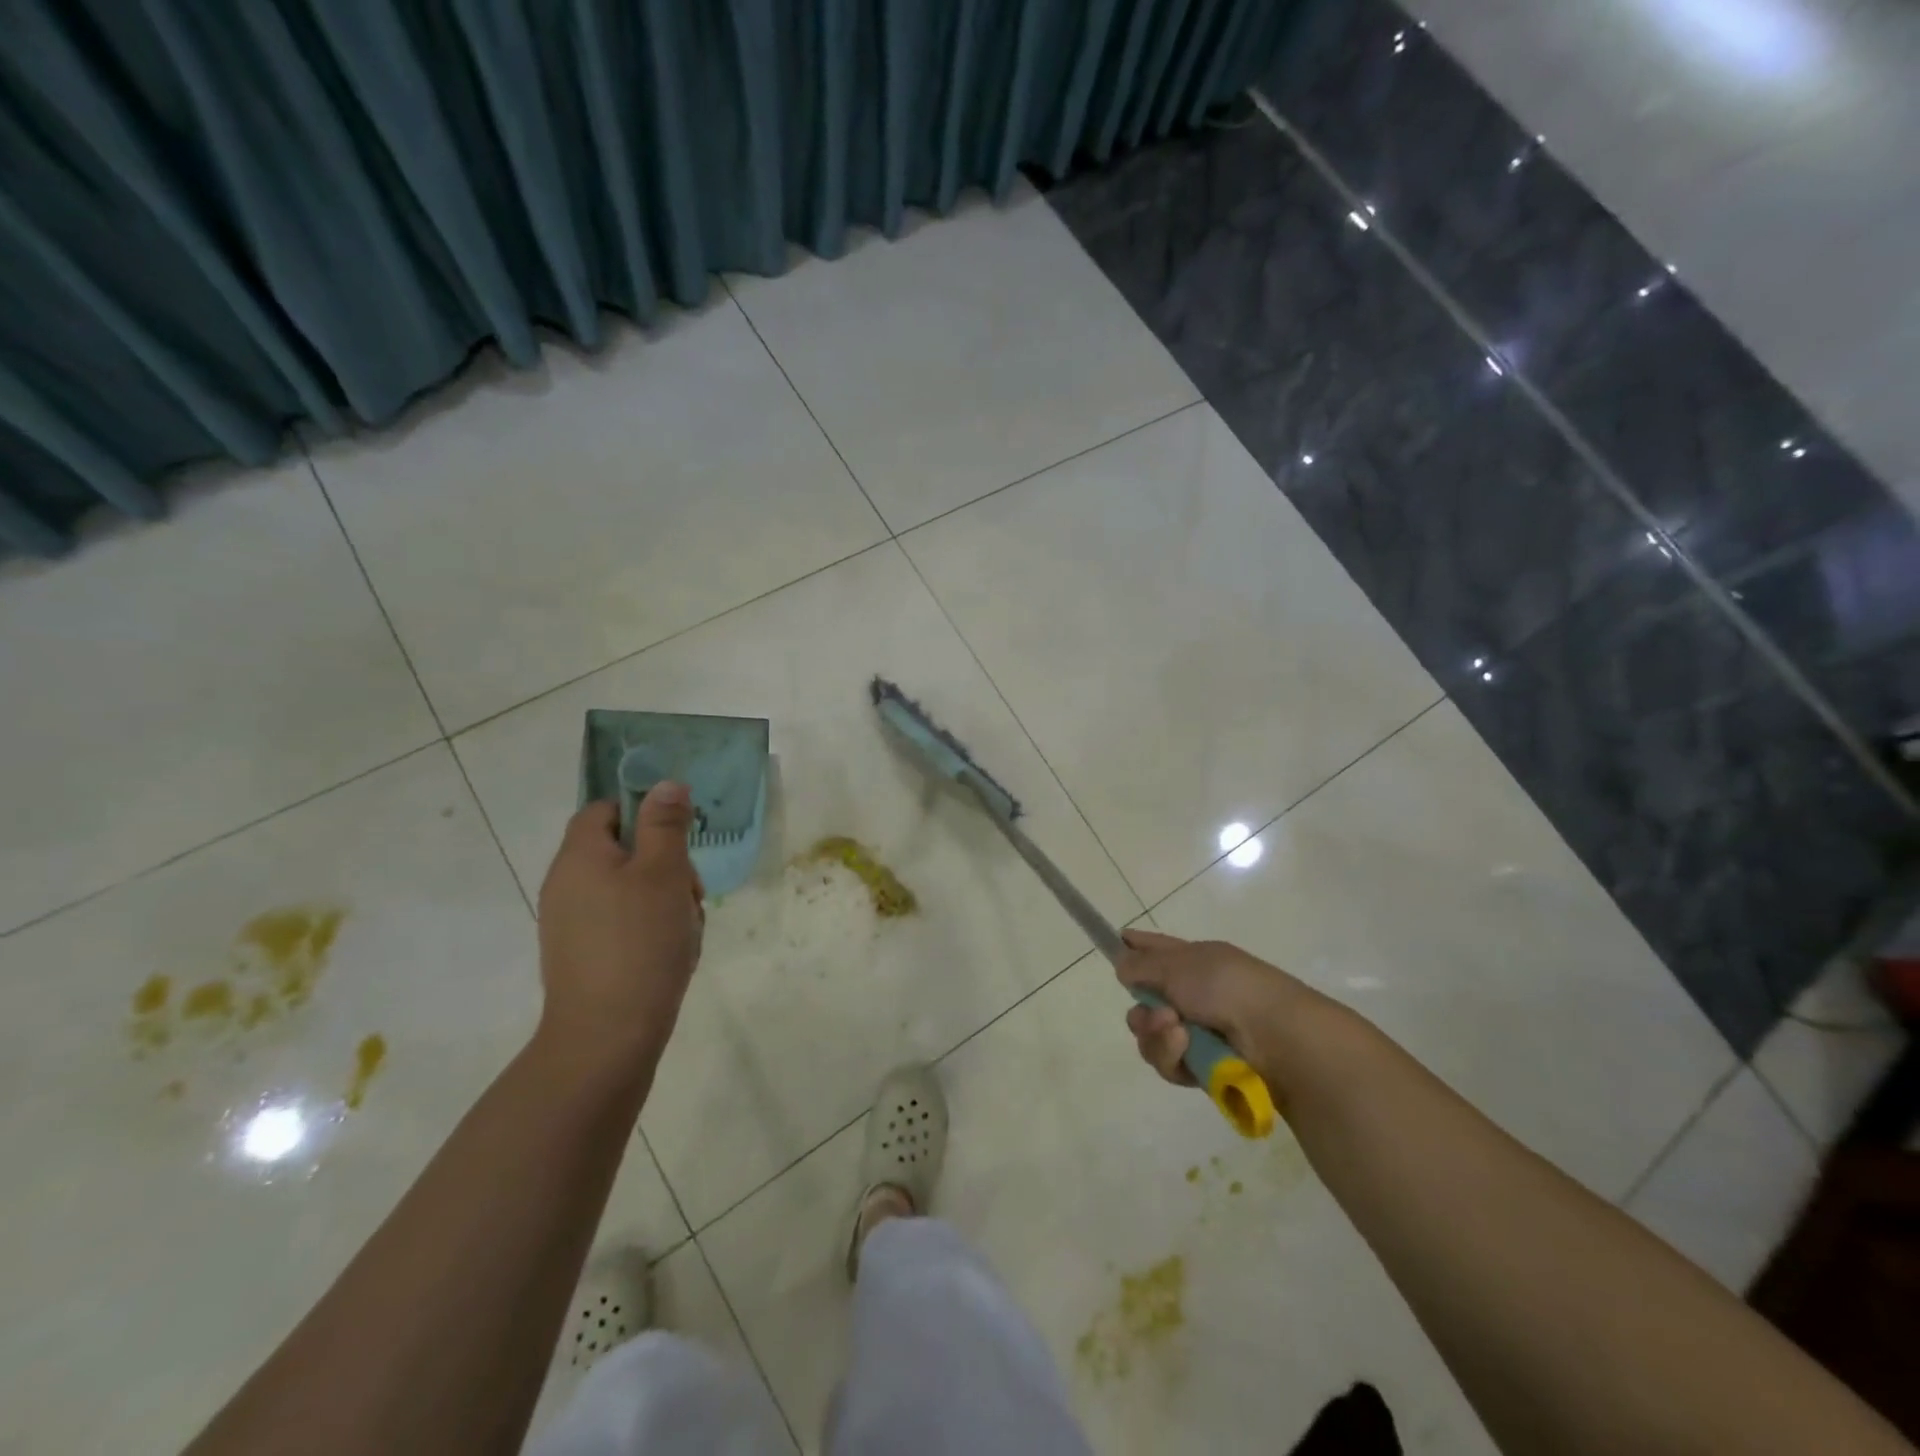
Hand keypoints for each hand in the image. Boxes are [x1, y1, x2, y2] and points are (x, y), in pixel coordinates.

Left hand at [535, 781, 704, 1076]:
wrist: (607, 1036)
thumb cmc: (639, 942)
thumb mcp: (664, 872)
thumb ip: (665, 824)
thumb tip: (665, 783)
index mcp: (580, 856)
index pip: (605, 810)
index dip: (643, 813)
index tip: (678, 839)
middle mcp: (567, 885)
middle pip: (622, 850)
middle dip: (666, 864)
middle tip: (690, 893)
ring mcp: (571, 923)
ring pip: (629, 889)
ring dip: (665, 899)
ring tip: (686, 929)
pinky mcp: (583, 954)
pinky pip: (623, 922)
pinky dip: (651, 928)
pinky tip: (673, 952)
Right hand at [1117, 929, 1324, 1093]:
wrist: (1274, 1037)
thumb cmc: (1226, 986)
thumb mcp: (1178, 965)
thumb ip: (1142, 965)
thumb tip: (1121, 963)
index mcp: (1195, 961)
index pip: (1157, 949)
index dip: (1136, 946)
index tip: (1116, 943)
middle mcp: (1194, 994)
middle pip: (1146, 1002)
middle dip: (1143, 1011)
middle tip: (1157, 1014)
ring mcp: (1198, 1031)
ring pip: (1152, 1036)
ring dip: (1157, 1035)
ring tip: (1177, 1032)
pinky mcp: (1202, 1066)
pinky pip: (1169, 1062)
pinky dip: (1172, 1056)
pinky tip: (1185, 1050)